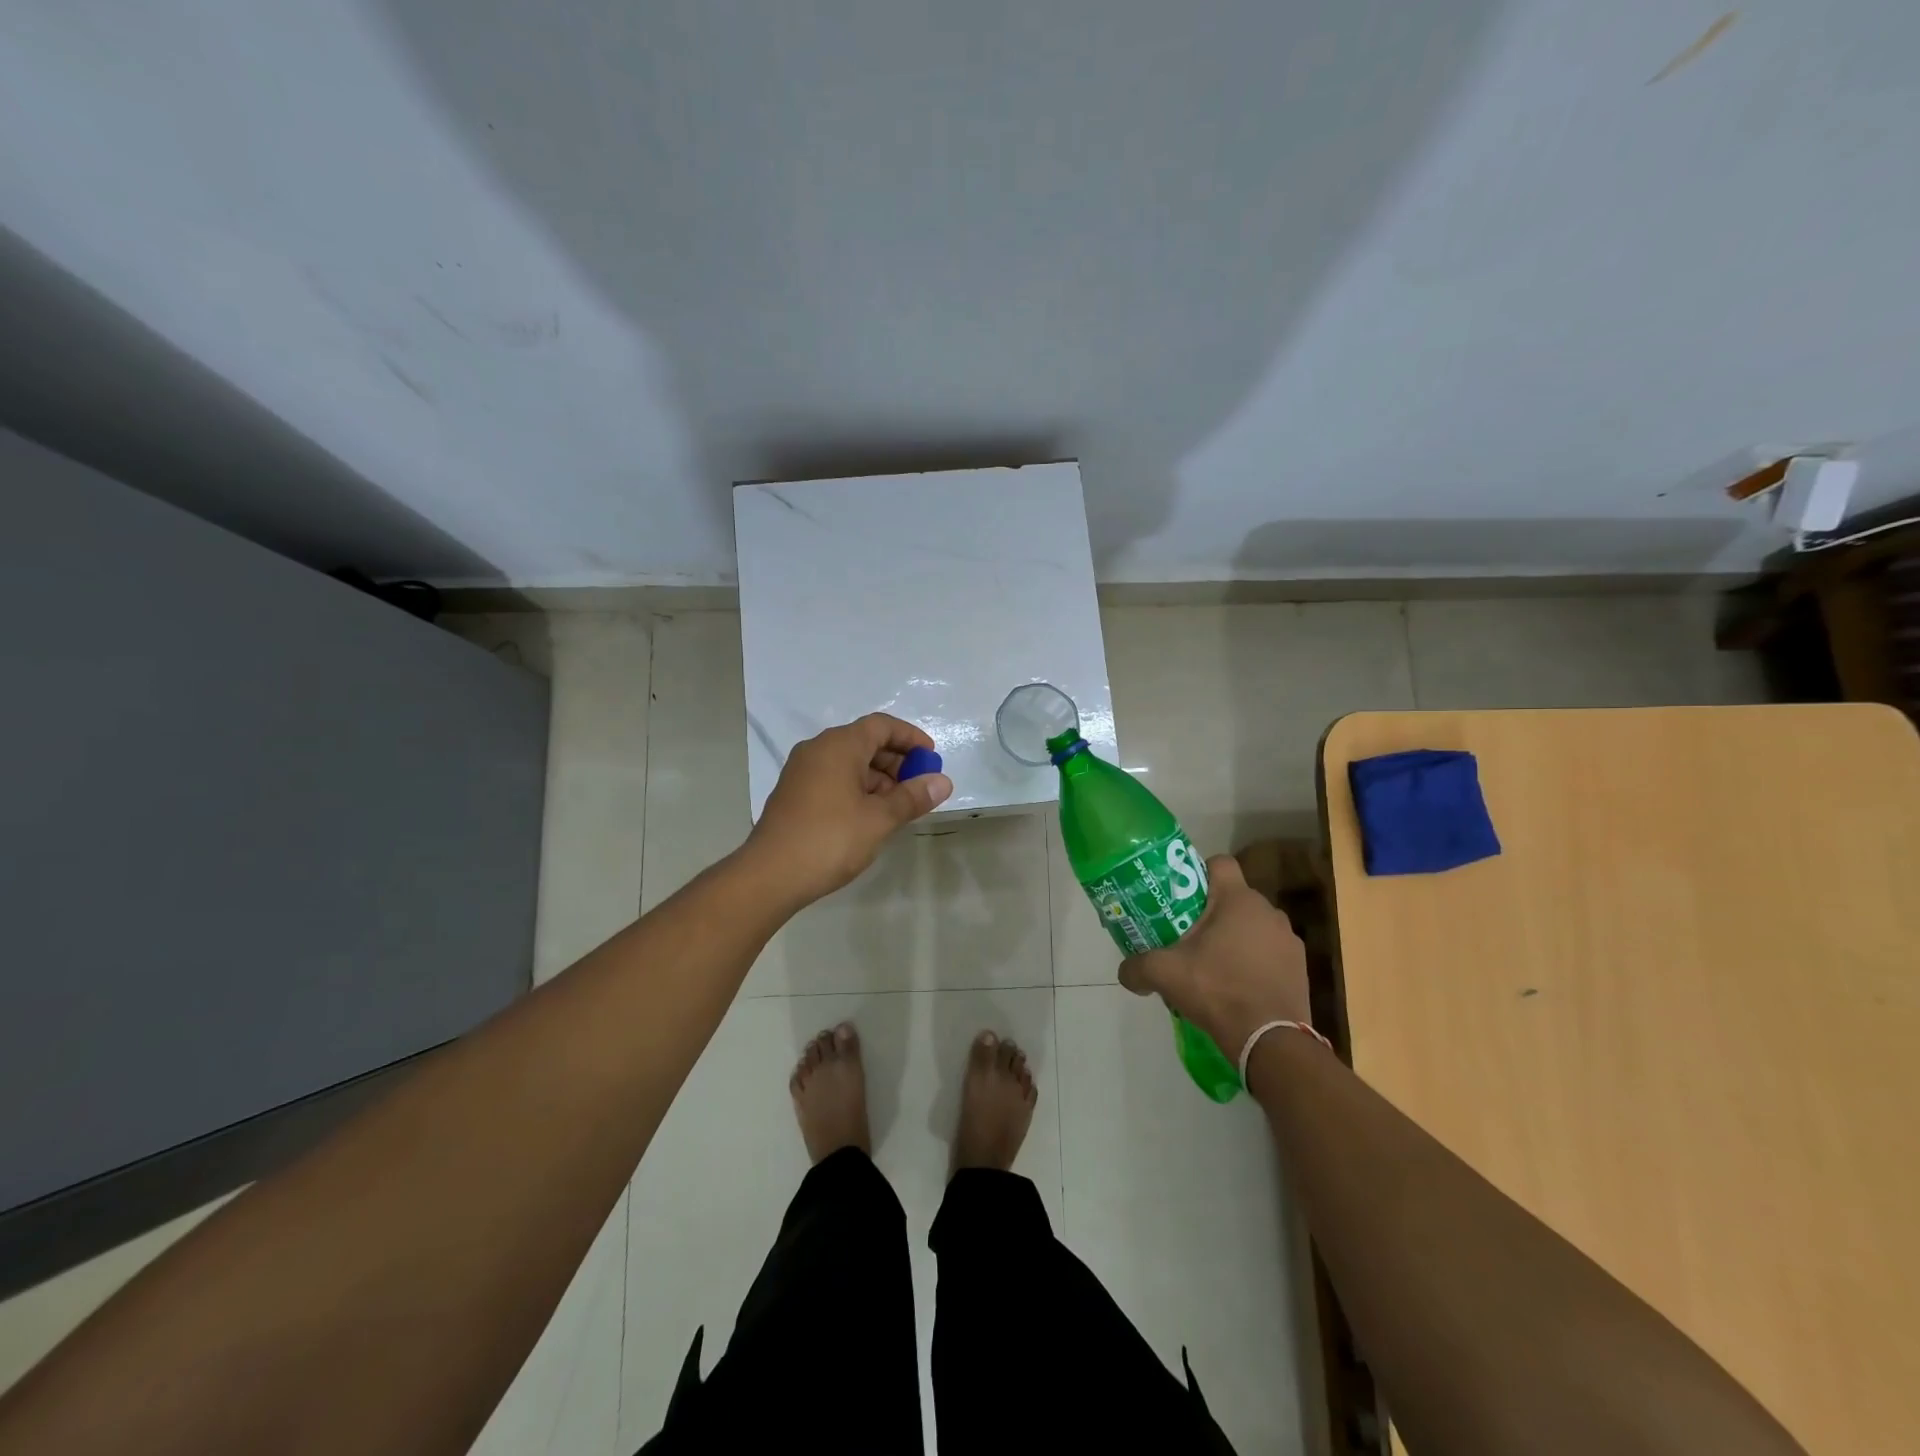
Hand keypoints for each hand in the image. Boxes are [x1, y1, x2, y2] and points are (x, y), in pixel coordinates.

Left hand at [743, 713, 952, 906]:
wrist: (770, 875)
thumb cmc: (830, 839)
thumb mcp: (880, 819)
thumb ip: (913, 797)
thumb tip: (943, 781)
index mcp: (839, 746)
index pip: (881, 726)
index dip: (910, 738)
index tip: (931, 758)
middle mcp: (818, 750)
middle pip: (865, 742)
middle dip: (897, 761)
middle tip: (919, 787)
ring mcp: (802, 772)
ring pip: (849, 763)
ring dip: (879, 778)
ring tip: (900, 807)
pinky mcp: (795, 794)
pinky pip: (834, 779)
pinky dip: (858, 789)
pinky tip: (871, 816)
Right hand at [1119, 855, 1311, 1062]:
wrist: (1270, 1041)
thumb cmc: (1217, 990)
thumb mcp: (1165, 975)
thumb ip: (1137, 967)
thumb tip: (1124, 973)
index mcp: (1238, 900)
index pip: (1219, 863)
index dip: (1198, 872)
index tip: (1181, 896)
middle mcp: (1269, 912)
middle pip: (1233, 898)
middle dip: (1211, 913)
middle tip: (1187, 936)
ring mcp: (1289, 940)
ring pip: (1253, 926)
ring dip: (1235, 938)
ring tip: (1213, 966)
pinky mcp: (1300, 968)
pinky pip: (1270, 953)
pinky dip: (1254, 962)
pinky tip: (1237, 987)